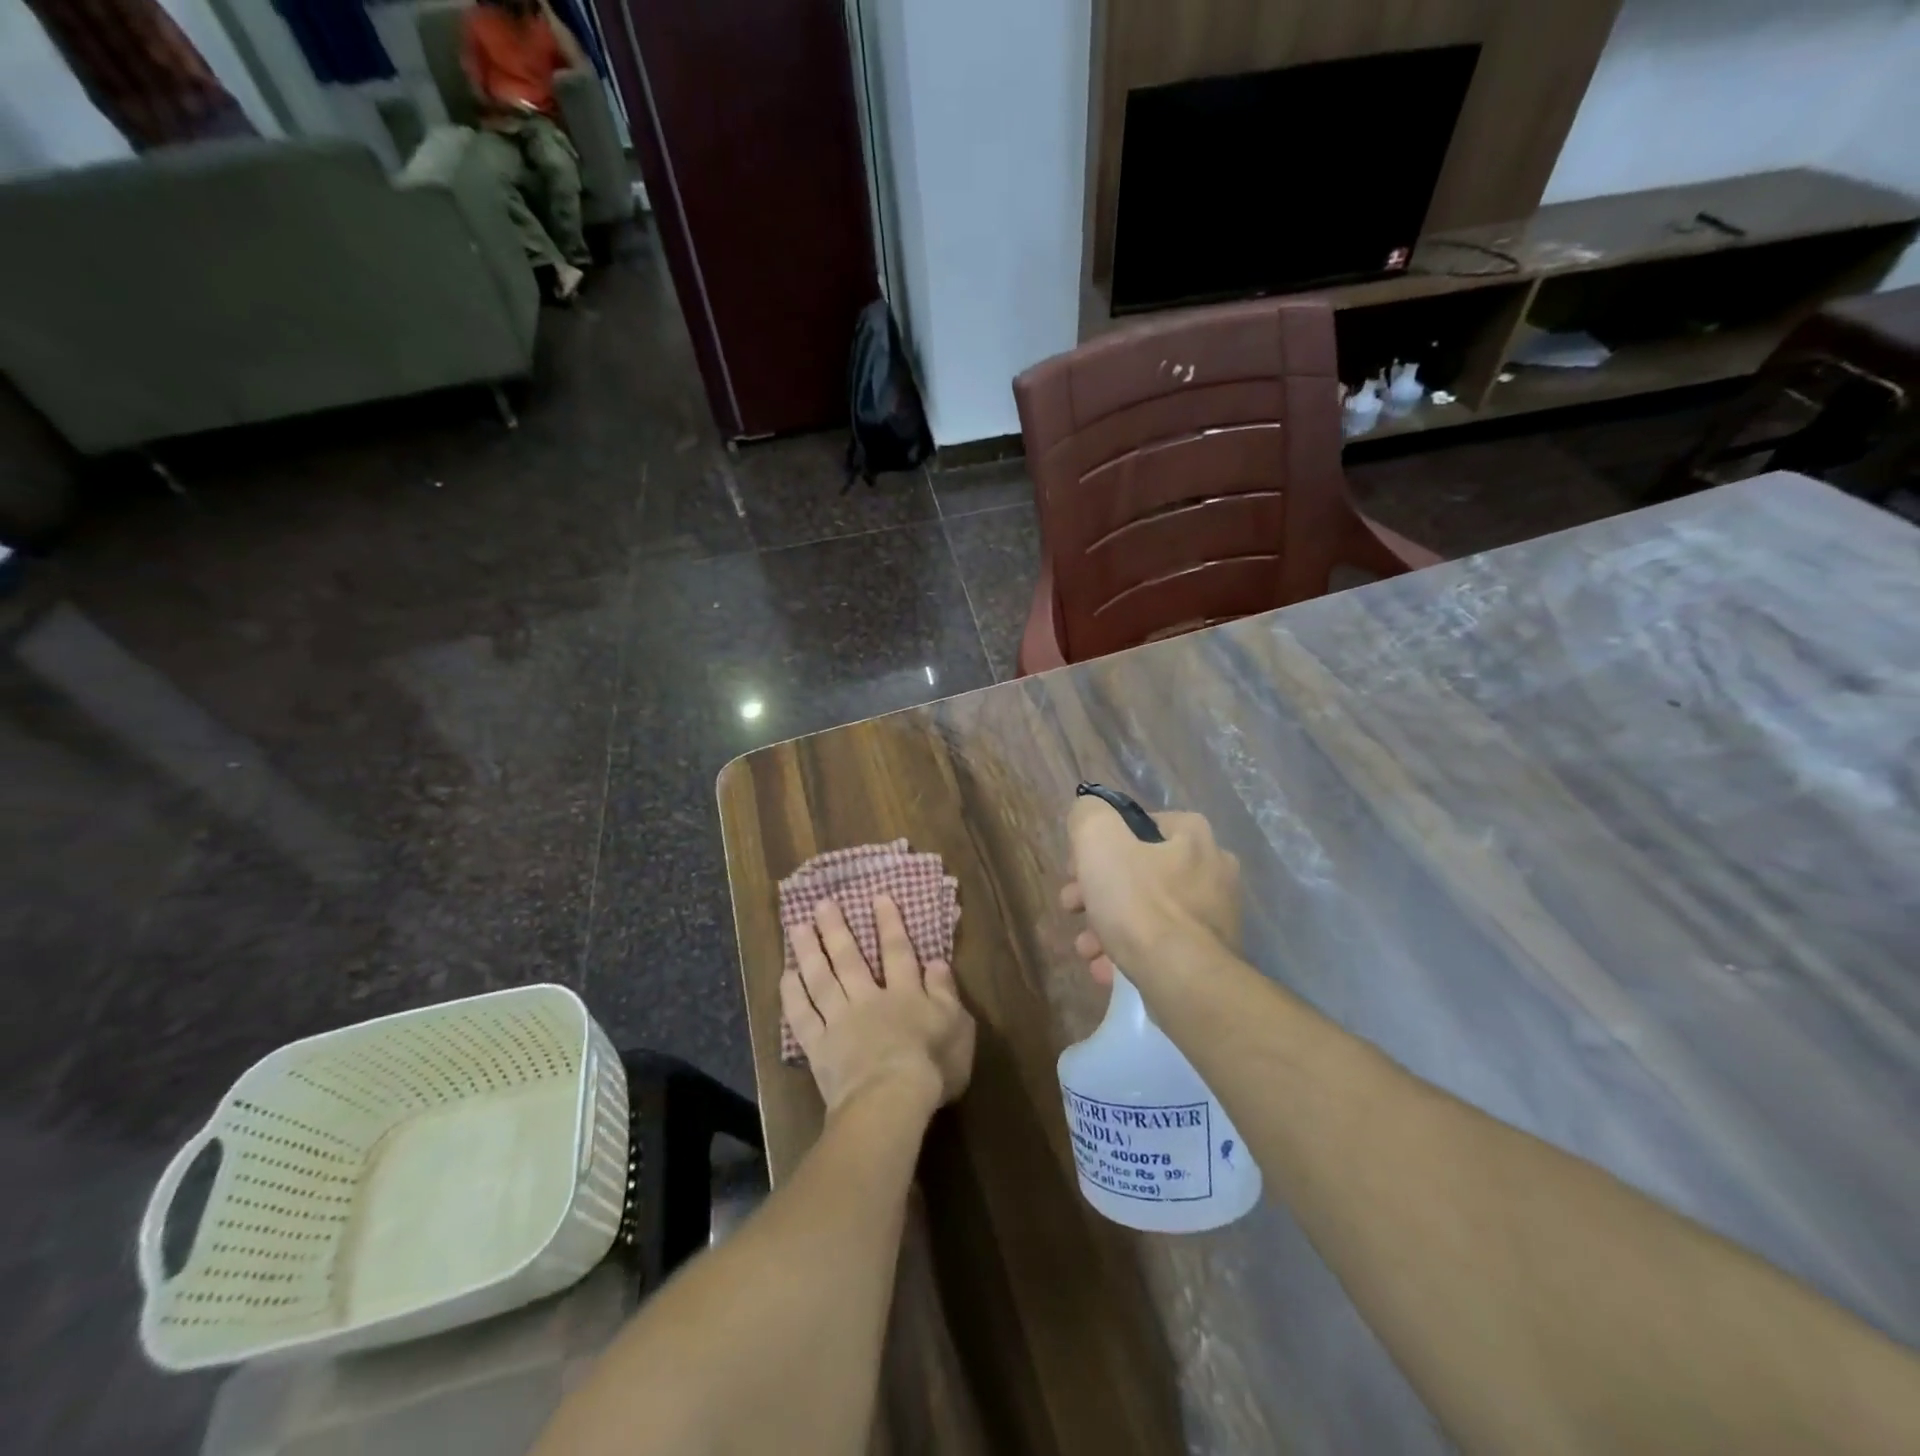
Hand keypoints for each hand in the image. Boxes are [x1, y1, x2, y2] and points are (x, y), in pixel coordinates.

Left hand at [782, 895, 974, 1116]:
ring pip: (821, 979)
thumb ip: (945, 992)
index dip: (889, 923)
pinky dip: (793, 994)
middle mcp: (868, 998)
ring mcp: (839, 1021)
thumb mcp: (957, 1026)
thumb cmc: (933, 1065)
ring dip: (809, 951)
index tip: (877, 897)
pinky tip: (786, 975)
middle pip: (849, 958)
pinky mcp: (819, 1047)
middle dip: (836, 929)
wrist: (891, 1098)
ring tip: (797, 927)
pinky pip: (802, 1015)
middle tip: (823, 904)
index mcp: (904, 993)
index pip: (897, 951)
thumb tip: (937, 962)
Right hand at [1060, 799, 1240, 987]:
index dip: (1101, 842)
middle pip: (1139, 871)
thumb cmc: (1139, 903)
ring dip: (1108, 925)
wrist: (1183, 981)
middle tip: (1072, 907)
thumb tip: (1089, 813)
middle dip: (1097, 890)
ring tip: (1085, 948)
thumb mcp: (1099, 842)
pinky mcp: (1210, 956)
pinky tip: (1105, 969)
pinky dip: (1130, 952)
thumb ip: (1089, 816)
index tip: (1077, 866)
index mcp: (1193, 836)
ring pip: (1147, 911)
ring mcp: (1214, 916)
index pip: (1140, 824)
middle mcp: (1212, 870)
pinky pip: (1160, 945)